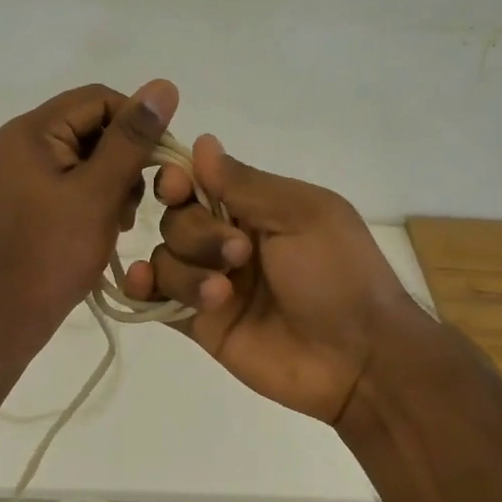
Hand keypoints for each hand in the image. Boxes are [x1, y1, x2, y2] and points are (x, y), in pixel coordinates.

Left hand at [0, 80, 178, 353]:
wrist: (2, 317)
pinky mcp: (26, 203)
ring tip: (122, 219)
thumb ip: (132, 138)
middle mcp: (22, 144)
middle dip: (125, 158)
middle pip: (91, 127)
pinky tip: (106, 227)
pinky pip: (71, 184)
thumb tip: (164, 86)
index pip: (99, 99)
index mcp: (33, 131)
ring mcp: (21, 175)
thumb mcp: (99, 192)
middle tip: (138, 200)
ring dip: (114, 182)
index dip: (138, 123)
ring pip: (85, 158)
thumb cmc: (52, 253)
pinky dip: (95, 199)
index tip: (162, 162)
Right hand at [123, 136, 431, 424]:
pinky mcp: (201, 324)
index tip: (177, 186)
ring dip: (186, 270)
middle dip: (197, 232)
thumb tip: (202, 142)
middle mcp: (228, 241)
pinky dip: (143, 288)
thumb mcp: (302, 215)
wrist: (357, 358)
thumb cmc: (338, 274)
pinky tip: (144, 284)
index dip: (179, 181)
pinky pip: (157, 300)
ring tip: (222, 294)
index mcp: (256, 209)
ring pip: (166, 258)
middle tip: (239, 254)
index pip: (199, 182)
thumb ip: (246, 183)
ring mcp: (213, 283)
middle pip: (177, 219)